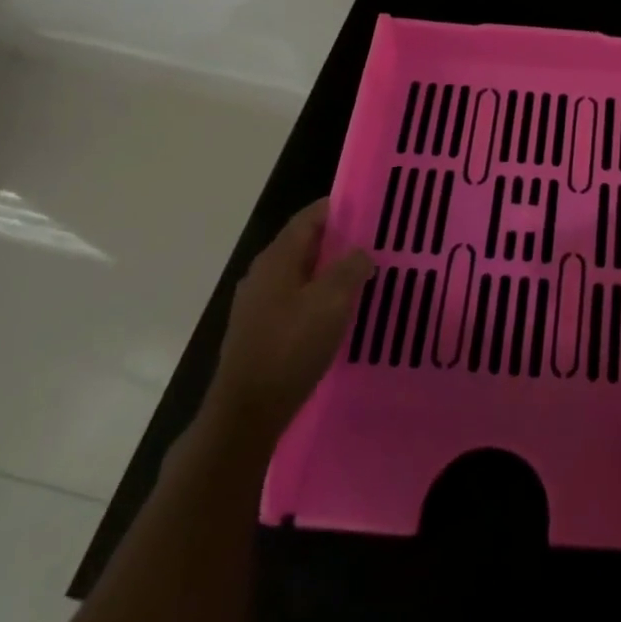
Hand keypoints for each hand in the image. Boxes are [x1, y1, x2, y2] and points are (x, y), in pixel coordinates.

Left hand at [203, 197, 372, 444]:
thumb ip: (350, 268)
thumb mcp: (332, 301)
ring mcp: (257, 303)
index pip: (310, 217)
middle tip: (374, 243)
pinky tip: (337, 312)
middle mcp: (263, 273)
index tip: (370, 209)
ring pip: (300, 273)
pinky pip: (294, 299)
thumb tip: (361, 252)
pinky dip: (317, 296)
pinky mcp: (259, 330)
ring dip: (329, 271)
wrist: (246, 412)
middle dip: (338, 241)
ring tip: (362, 276)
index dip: (339, 208)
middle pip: (304, 243)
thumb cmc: (291, 347)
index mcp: (277, 257)